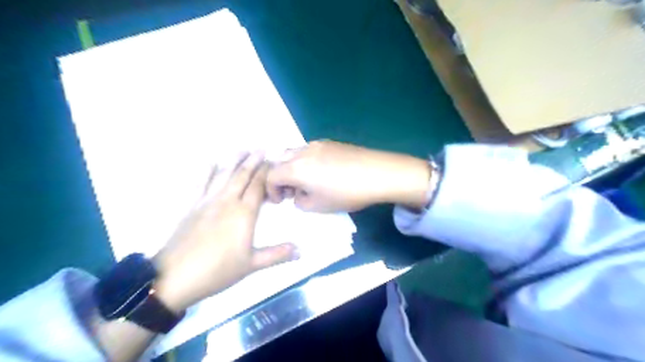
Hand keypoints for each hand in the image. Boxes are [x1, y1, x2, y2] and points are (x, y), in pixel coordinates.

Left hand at [152, 151, 297, 311]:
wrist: (174, 277)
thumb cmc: (217, 270)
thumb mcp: (251, 265)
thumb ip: (277, 255)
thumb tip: (301, 251)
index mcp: (244, 213)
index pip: (258, 186)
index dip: (266, 173)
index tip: (274, 162)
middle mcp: (227, 201)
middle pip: (242, 176)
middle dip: (253, 161)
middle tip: (262, 149)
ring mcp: (207, 201)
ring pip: (223, 175)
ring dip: (234, 161)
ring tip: (243, 149)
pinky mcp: (191, 206)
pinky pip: (200, 183)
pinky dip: (206, 171)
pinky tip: (210, 162)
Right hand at [265, 139, 429, 211]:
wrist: (377, 173)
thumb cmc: (345, 193)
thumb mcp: (318, 206)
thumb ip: (300, 201)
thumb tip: (298, 194)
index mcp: (295, 168)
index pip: (271, 176)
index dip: (271, 190)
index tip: (280, 201)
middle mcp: (302, 151)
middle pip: (280, 161)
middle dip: (281, 177)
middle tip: (292, 191)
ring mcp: (317, 144)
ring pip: (294, 153)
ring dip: (293, 168)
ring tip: (307, 181)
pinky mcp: (330, 142)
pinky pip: (309, 150)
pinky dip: (306, 161)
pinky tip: (322, 172)